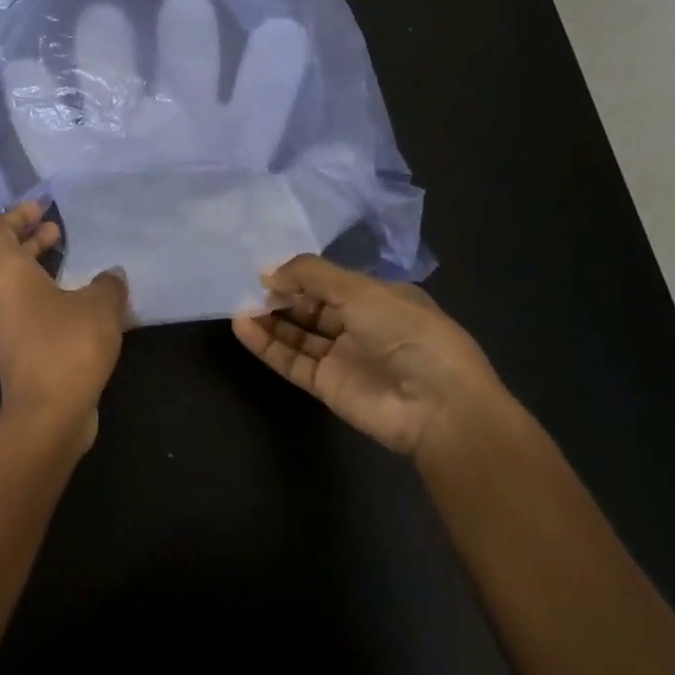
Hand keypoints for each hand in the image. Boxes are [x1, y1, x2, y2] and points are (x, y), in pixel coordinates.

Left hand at [0, 203, 128, 450]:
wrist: (48, 415)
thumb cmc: (67, 346)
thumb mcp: (100, 305)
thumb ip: (109, 283)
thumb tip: (111, 275)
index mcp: (8, 276)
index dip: (17, 215)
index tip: (42, 208)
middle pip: (7, 259)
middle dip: (32, 242)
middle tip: (58, 231)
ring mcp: (7, 330)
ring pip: (20, 289)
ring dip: (44, 273)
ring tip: (78, 267)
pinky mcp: (21, 354)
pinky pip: (33, 314)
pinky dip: (53, 302)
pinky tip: (88, 309)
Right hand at [231, 255, 511, 460]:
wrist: (436, 405)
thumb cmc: (407, 333)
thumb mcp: (361, 290)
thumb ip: (311, 276)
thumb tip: (268, 273)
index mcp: (380, 298)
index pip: (331, 282)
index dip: (300, 275)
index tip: (267, 269)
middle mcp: (361, 325)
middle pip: (312, 307)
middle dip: (282, 296)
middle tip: (247, 287)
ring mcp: (343, 358)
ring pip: (298, 334)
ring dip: (270, 320)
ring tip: (237, 305)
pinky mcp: (327, 386)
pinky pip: (292, 361)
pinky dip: (268, 345)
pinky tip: (243, 327)